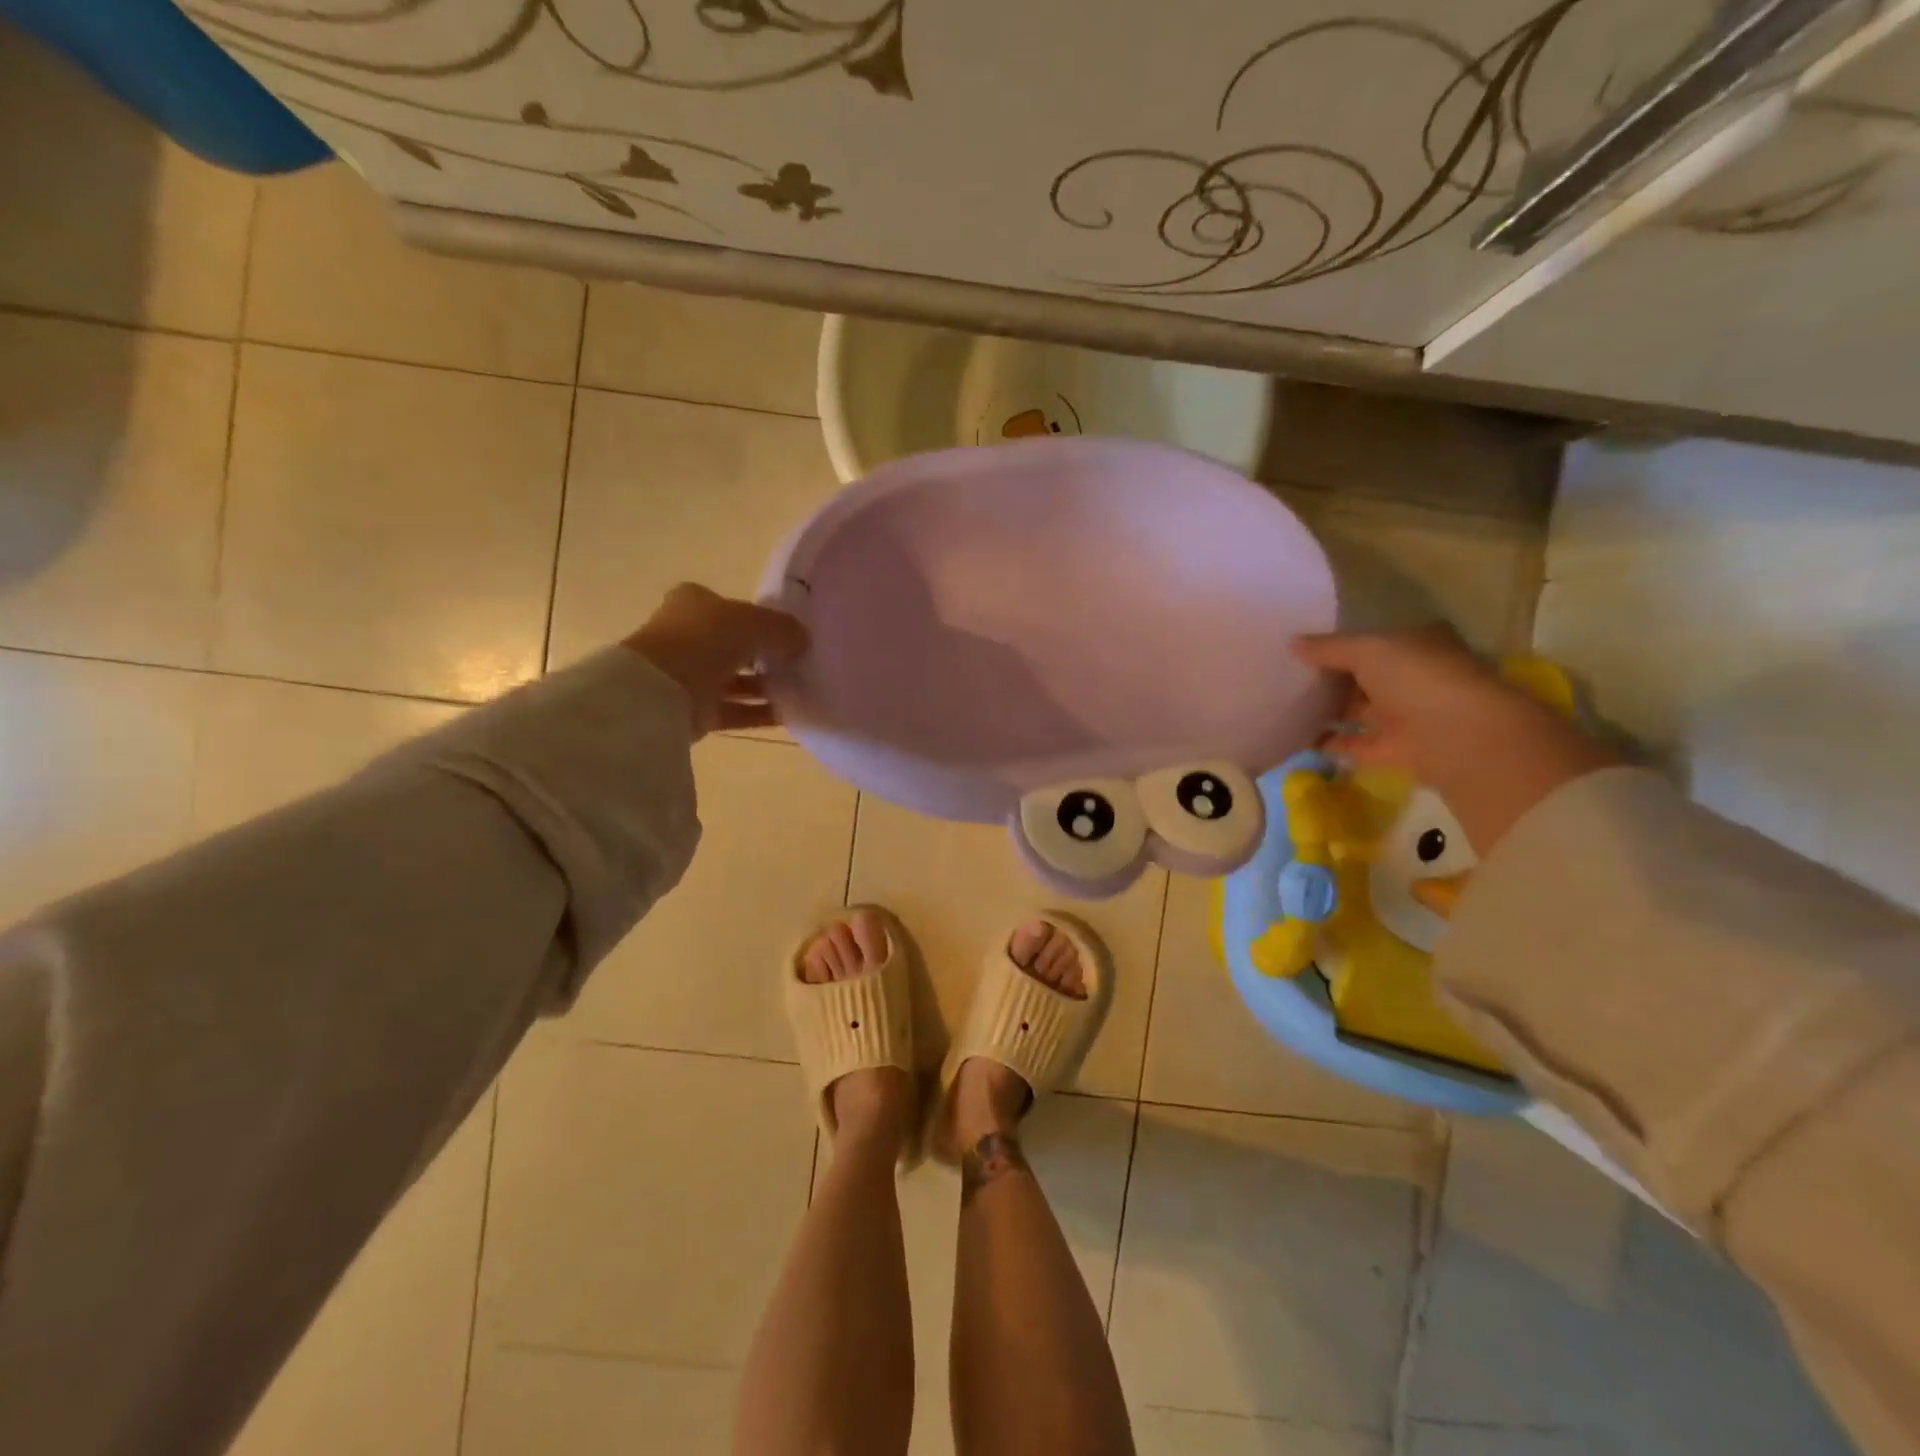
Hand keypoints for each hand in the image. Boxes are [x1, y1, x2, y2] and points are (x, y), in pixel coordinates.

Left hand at [624, 583, 807, 736]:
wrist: (663, 690)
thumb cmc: (705, 639)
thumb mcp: (755, 621)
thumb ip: (783, 628)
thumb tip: (804, 640)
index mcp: (694, 604)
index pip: (732, 608)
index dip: (761, 619)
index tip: (790, 634)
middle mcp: (688, 636)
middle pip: (735, 646)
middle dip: (765, 656)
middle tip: (799, 664)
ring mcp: (689, 675)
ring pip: (736, 680)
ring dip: (766, 686)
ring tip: (801, 691)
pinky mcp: (695, 710)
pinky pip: (735, 710)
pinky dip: (759, 712)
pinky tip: (789, 714)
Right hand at [1293, 626, 1618, 852]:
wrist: (1457, 736)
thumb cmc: (1417, 677)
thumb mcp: (1367, 649)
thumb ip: (1328, 648)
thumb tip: (1291, 643)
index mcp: (1415, 644)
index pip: (1372, 640)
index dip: (1338, 643)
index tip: (1300, 649)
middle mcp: (1412, 677)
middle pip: (1363, 676)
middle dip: (1329, 678)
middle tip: (1284, 677)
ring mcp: (1405, 715)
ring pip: (1358, 710)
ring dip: (1327, 711)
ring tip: (1283, 707)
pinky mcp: (1394, 749)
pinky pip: (1353, 744)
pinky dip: (1328, 743)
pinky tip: (1296, 739)